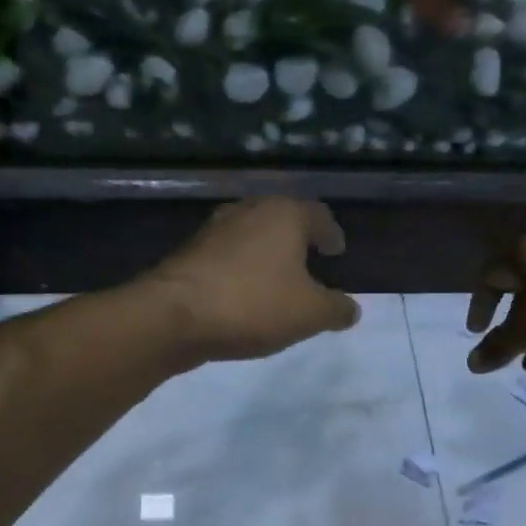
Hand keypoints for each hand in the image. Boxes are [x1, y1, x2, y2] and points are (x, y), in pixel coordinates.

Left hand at [142, 198, 360, 362]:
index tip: (337, 251)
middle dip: (297, 240)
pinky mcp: (189, 252)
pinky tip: (243, 293)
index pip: (319, 215)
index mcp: (284, 214)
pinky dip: (241, 269)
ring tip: (277, 280)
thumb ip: (336, 309)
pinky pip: (227, 256)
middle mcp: (249, 210)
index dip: (332, 234)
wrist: (173, 315)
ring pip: (251, 236)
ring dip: (266, 254)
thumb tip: (352, 308)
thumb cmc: (253, 305)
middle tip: (309, 262)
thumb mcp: (309, 314)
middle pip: (282, 219)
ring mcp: (214, 229)